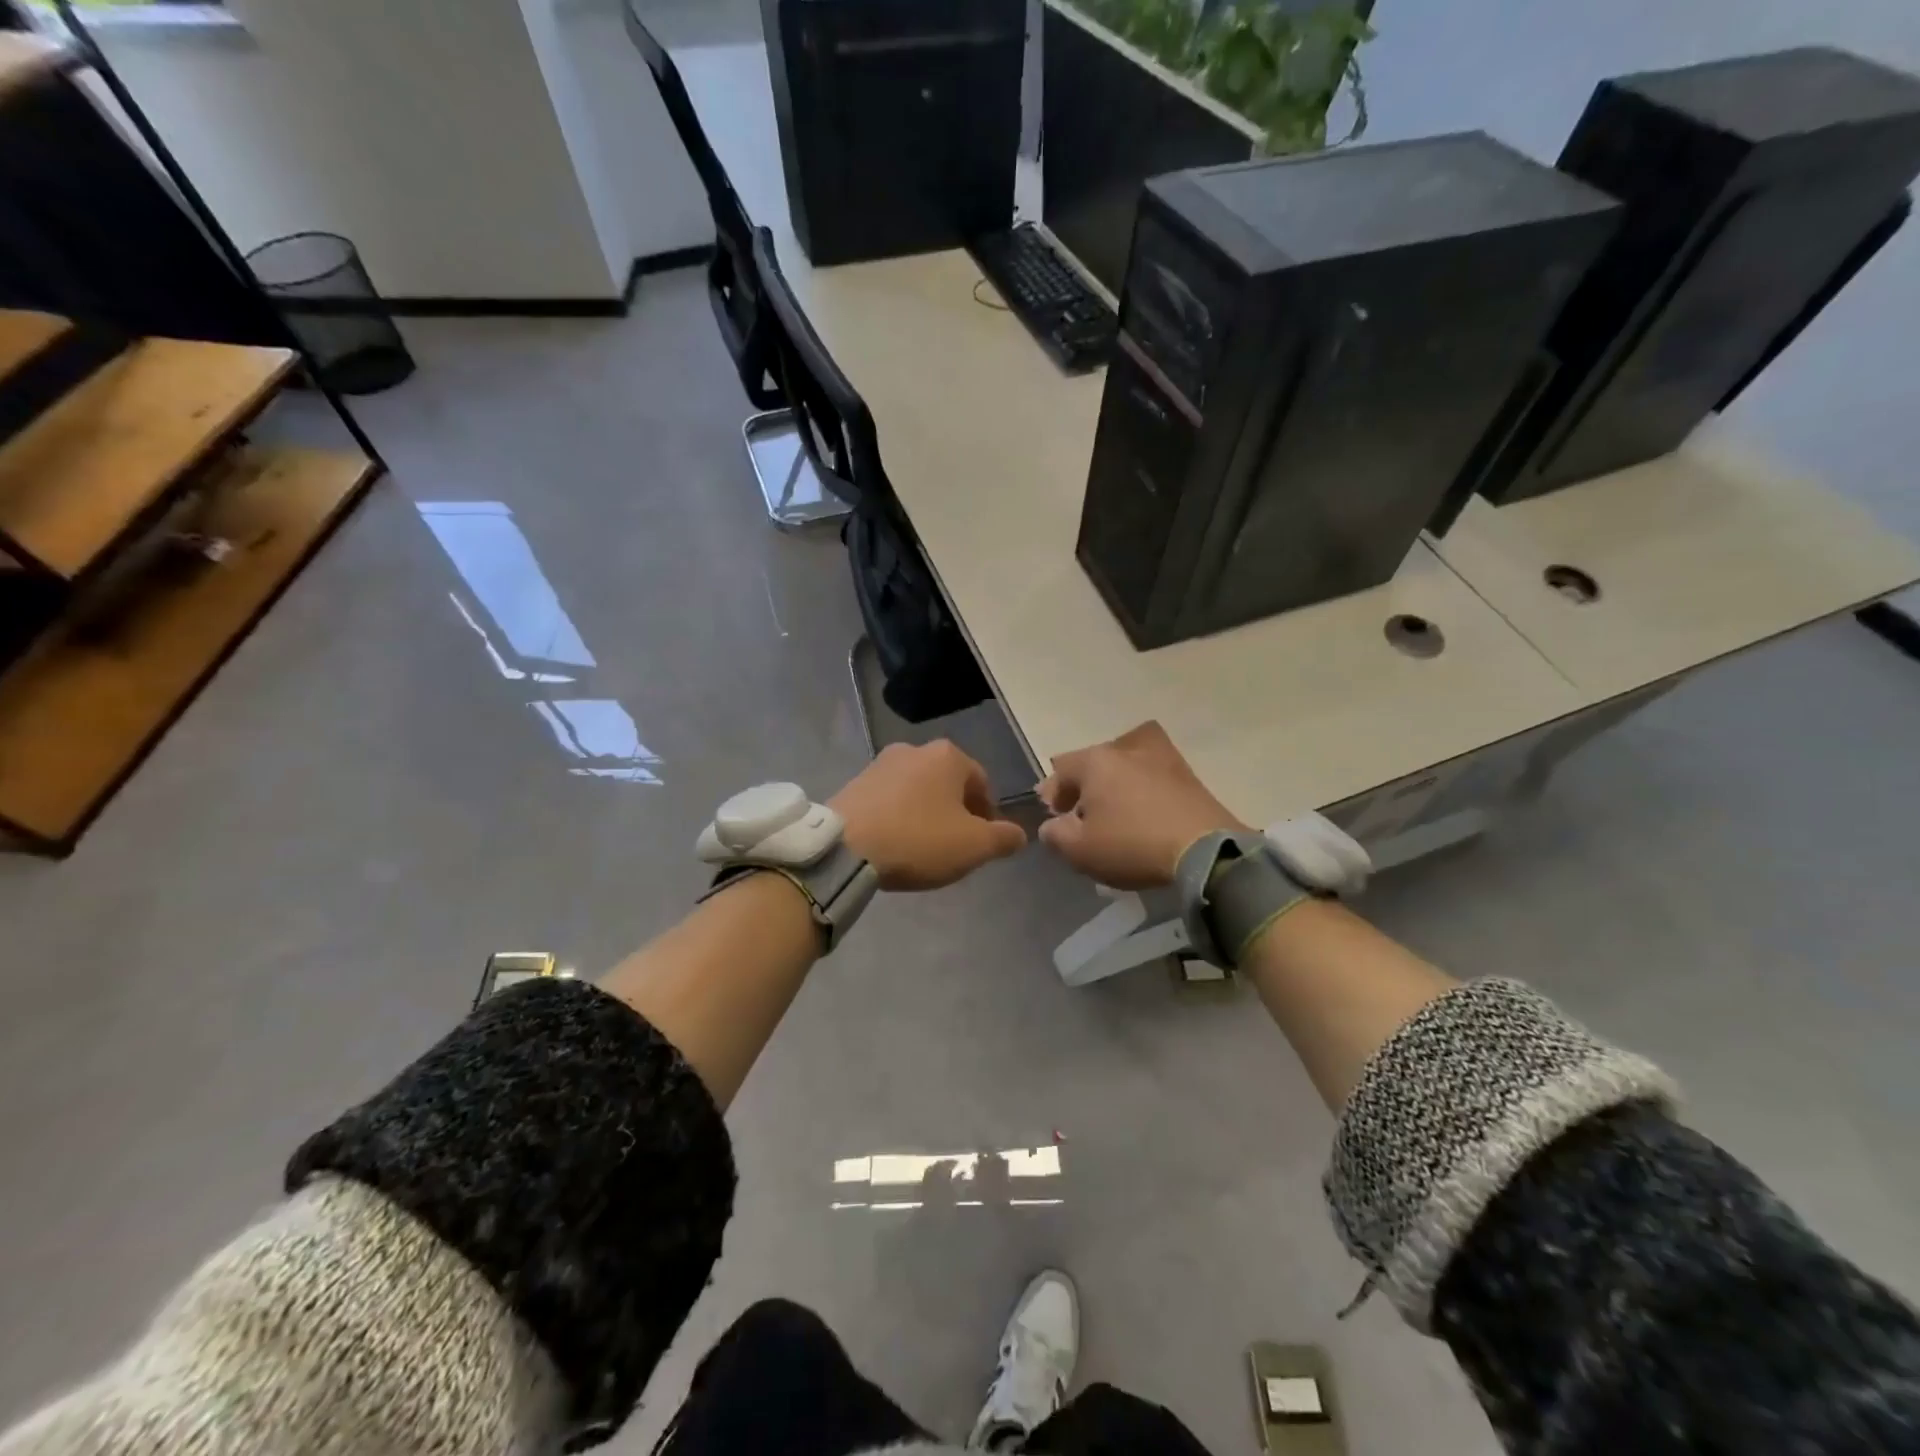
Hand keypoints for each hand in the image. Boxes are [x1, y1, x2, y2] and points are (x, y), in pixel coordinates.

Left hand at [831, 741, 1027, 890]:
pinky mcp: (854, 782)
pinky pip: (889, 799)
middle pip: (948, 784)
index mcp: (948, 756)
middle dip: (955, 813)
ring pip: (917, 791)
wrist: (845, 847)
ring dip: (925, 814)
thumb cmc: (918, 839)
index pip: (982, 783)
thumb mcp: (974, 846)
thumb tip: (1019, 834)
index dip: (987, 816)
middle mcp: (915, 749)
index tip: (981, 844)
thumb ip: (1003, 838)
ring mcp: (880, 763)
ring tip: (922, 848)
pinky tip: (894, 843)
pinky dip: (898, 817)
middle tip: (953, 847)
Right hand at [1037, 721, 1247, 888]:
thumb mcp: (1080, 850)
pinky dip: (1143, 791)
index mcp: (1095, 760)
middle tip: (1083, 816)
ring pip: (1125, 766)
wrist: (1204, 850)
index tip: (1055, 818)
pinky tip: (1145, 814)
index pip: (1060, 769)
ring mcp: (1161, 757)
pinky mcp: (1188, 774)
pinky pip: (1152, 777)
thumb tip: (1052, 825)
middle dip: (1084, 787)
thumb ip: (1055, 835)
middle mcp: (1126, 748)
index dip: (1052, 794)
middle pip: (1094, 764)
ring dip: (1115, 785)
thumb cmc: (1132, 844)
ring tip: (1117, 813)